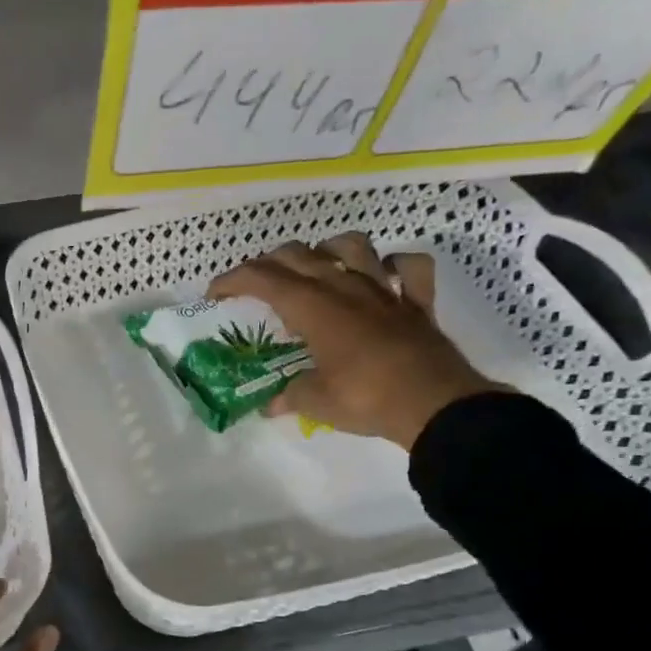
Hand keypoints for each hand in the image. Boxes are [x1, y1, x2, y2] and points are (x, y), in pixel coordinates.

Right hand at [209, 232, 509, 448]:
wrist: (435, 405)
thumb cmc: (365, 399)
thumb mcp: (316, 402)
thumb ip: (289, 395)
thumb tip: (271, 405)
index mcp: (313, 307)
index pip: (262, 278)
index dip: (232, 280)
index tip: (214, 294)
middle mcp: (345, 287)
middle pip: (299, 255)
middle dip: (269, 263)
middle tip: (255, 284)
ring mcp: (384, 290)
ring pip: (352, 246)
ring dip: (327, 250)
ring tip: (316, 268)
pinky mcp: (416, 303)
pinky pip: (409, 268)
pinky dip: (394, 267)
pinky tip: (383, 277)